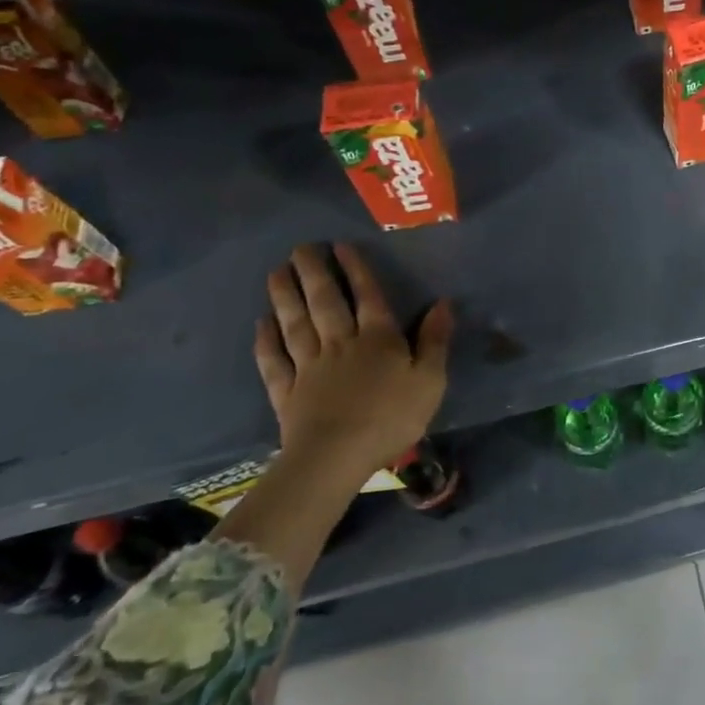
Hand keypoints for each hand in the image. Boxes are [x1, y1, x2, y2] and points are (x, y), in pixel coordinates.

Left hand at [254, 243, 451, 484]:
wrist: (336, 458)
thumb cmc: (391, 418)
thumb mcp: (429, 380)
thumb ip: (434, 341)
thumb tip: (442, 303)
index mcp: (378, 339)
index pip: (367, 296)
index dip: (355, 270)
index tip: (340, 246)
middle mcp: (340, 344)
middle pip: (325, 302)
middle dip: (314, 273)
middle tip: (301, 248)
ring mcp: (309, 367)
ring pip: (295, 324)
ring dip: (286, 296)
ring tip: (277, 272)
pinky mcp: (286, 392)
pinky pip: (274, 360)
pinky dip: (266, 341)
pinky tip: (262, 323)